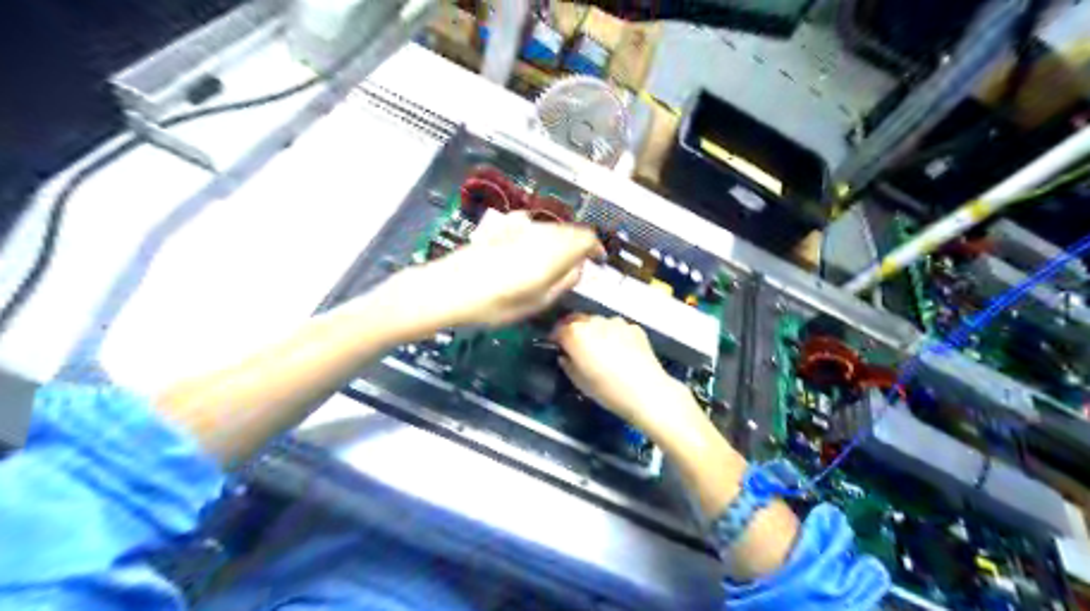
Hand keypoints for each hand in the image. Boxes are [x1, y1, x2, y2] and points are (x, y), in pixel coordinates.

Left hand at [421, 212, 604, 329]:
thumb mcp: (537, 302)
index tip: (597, 259)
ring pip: (551, 227)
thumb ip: (564, 282)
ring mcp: (520, 227)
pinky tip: (530, 251)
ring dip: (559, 241)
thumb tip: (579, 269)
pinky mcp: (504, 227)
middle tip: (575, 267)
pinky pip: (532, 227)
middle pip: (570, 230)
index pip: (586, 238)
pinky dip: (540, 236)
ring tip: (553, 264)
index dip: (596, 248)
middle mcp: (540, 233)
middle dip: (577, 245)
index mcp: (553, 252)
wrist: (449, 289)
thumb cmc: (495, 304)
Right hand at [556, 316, 703, 439]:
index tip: (556, 346)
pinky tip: (620, 351)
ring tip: (601, 349)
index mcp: (576, 334)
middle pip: (578, 320)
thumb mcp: (579, 382)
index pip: (559, 328)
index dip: (556, 337)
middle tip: (577, 347)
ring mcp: (616, 322)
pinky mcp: (634, 327)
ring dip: (596, 331)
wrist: (646, 391)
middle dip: (575, 330)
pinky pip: (618, 328)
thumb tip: (566, 356)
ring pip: (599, 322)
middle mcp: (594, 322)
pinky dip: (614, 335)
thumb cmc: (606, 390)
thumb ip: (568, 364)